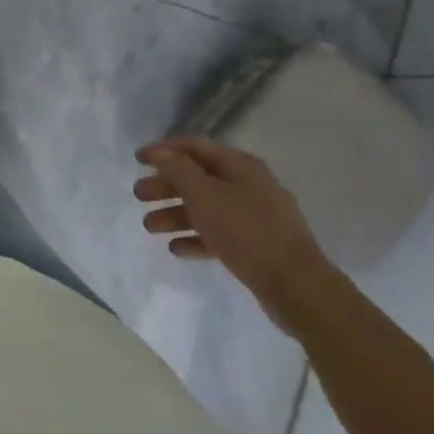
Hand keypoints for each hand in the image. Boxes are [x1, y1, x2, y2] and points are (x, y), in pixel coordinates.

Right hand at [134, 135, 338, 333]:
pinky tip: (176, 248)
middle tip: (139, 195)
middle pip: (198, 178)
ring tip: (149, 227)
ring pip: (206, 208)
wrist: (296, 286)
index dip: (163, 150)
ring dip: (175, 214)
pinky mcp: (257, 245)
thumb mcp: (204, 194)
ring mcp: (255, 216)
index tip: (137, 159)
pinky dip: (196, 237)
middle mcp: (249, 185)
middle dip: (166, 186)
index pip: (194, 147)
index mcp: (240, 166)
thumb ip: (177, 169)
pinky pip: (219, 234)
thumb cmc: (245, 231)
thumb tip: (161, 152)